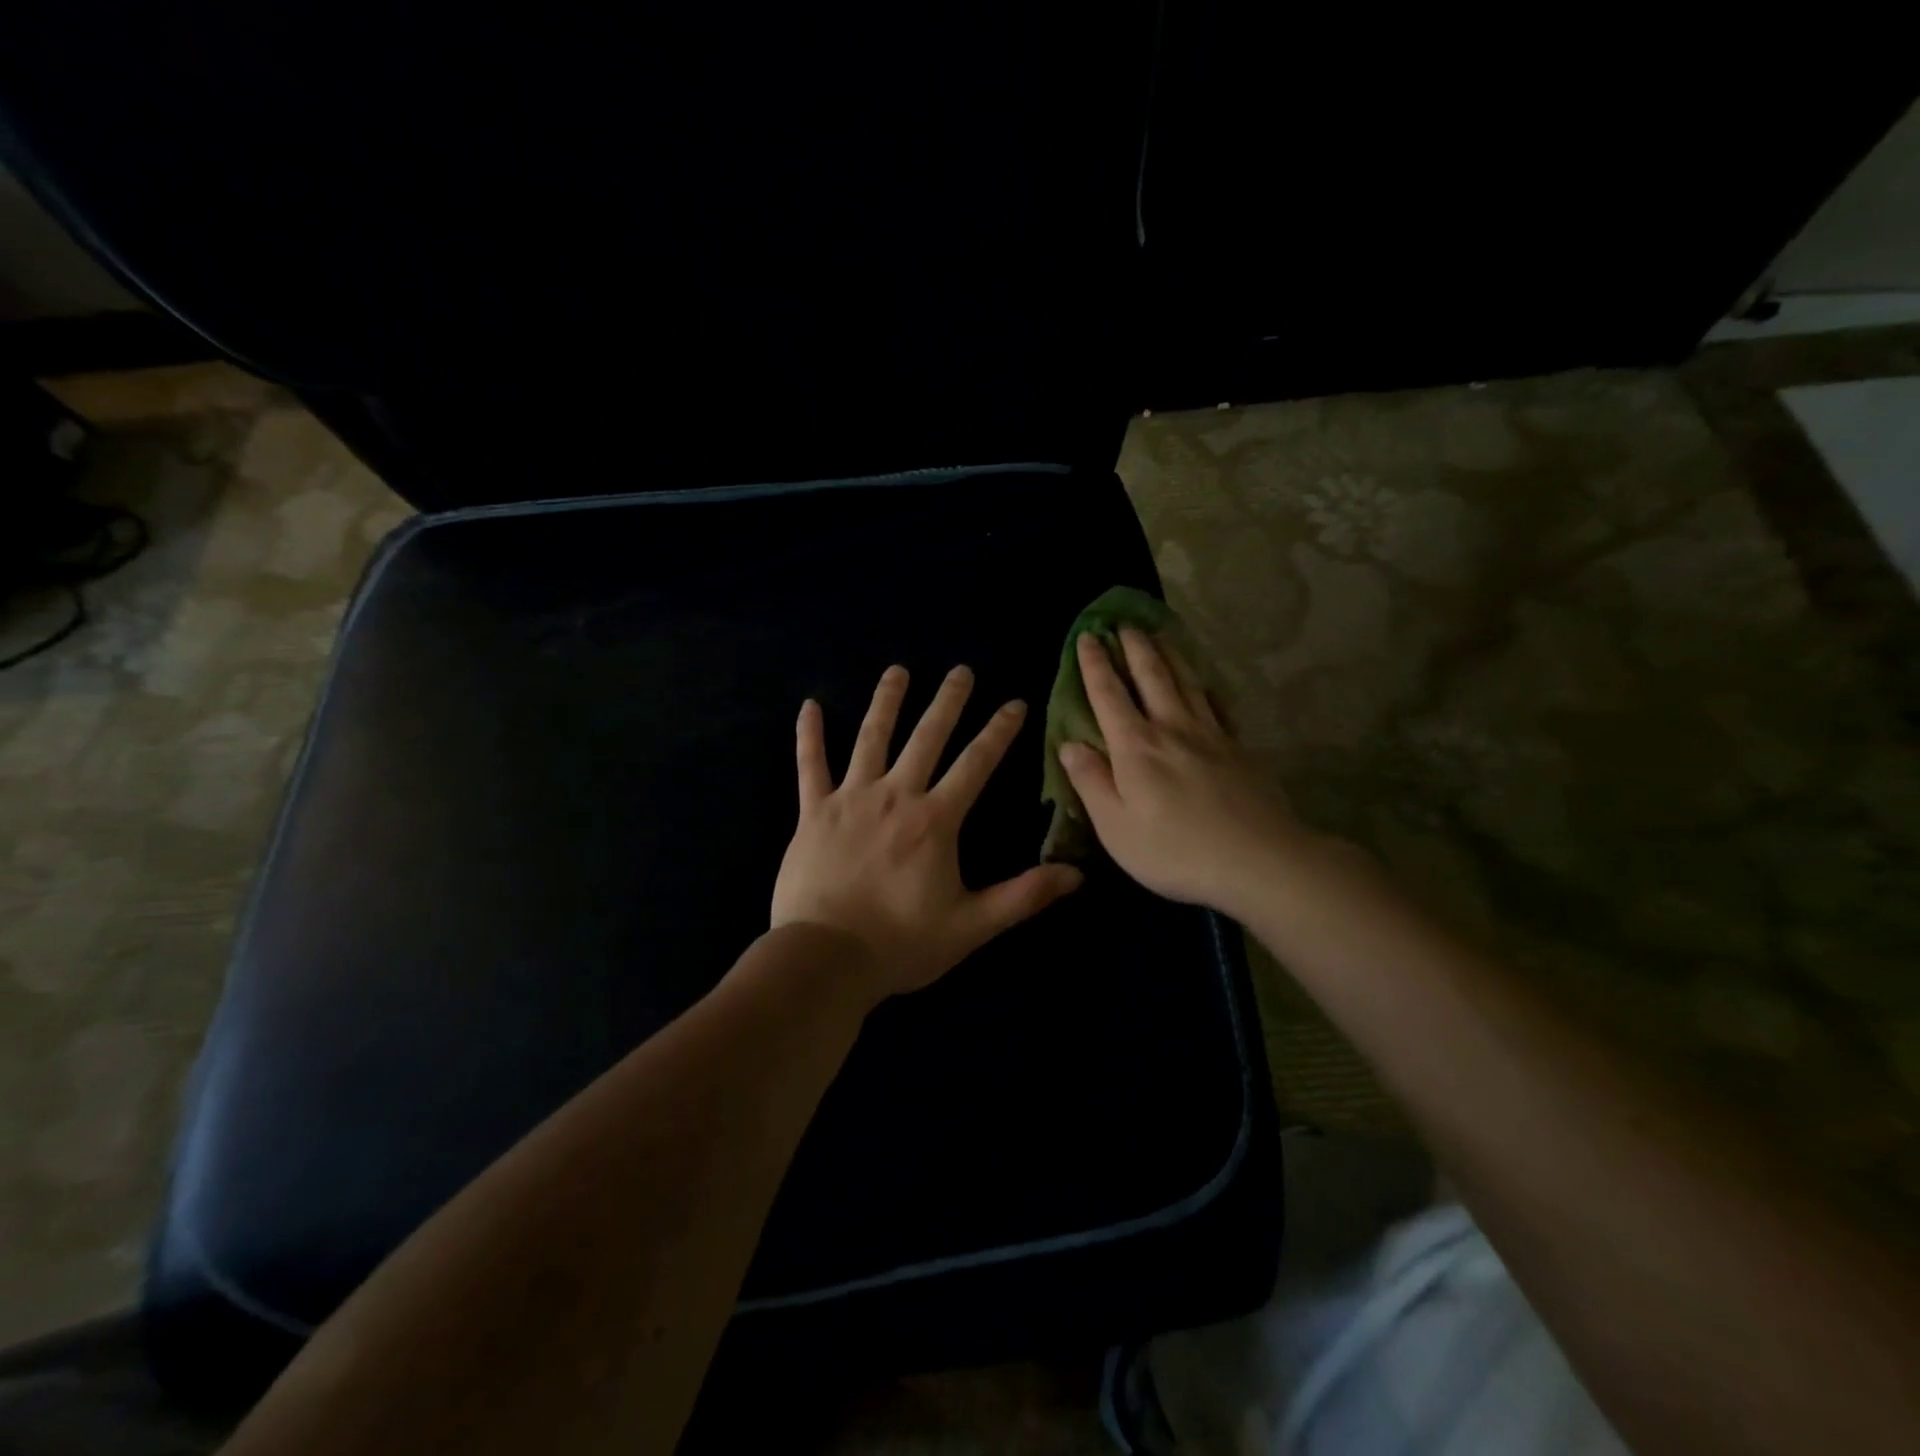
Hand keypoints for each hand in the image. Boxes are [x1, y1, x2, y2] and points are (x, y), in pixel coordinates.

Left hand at [772, 664, 1083, 998]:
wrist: (825, 959)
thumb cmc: (901, 944)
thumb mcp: (972, 926)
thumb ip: (1024, 896)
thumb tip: (1077, 874)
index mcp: (935, 820)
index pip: (975, 763)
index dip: (999, 731)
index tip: (1015, 702)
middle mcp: (895, 795)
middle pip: (926, 737)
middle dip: (948, 702)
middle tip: (961, 670)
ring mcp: (851, 799)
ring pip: (871, 738)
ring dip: (887, 702)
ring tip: (897, 671)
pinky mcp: (813, 812)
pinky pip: (810, 765)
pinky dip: (810, 735)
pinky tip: (809, 705)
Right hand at [1057, 628, 1303, 915]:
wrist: (1258, 860)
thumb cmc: (1174, 850)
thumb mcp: (1115, 826)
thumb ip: (1090, 782)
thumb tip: (1070, 744)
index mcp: (1136, 747)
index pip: (1109, 695)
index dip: (1094, 664)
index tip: (1087, 636)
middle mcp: (1172, 729)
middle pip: (1152, 676)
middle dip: (1134, 647)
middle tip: (1124, 623)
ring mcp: (1211, 735)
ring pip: (1187, 682)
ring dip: (1170, 655)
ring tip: (1160, 634)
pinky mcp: (1239, 749)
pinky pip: (1219, 707)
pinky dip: (1208, 689)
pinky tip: (1207, 685)